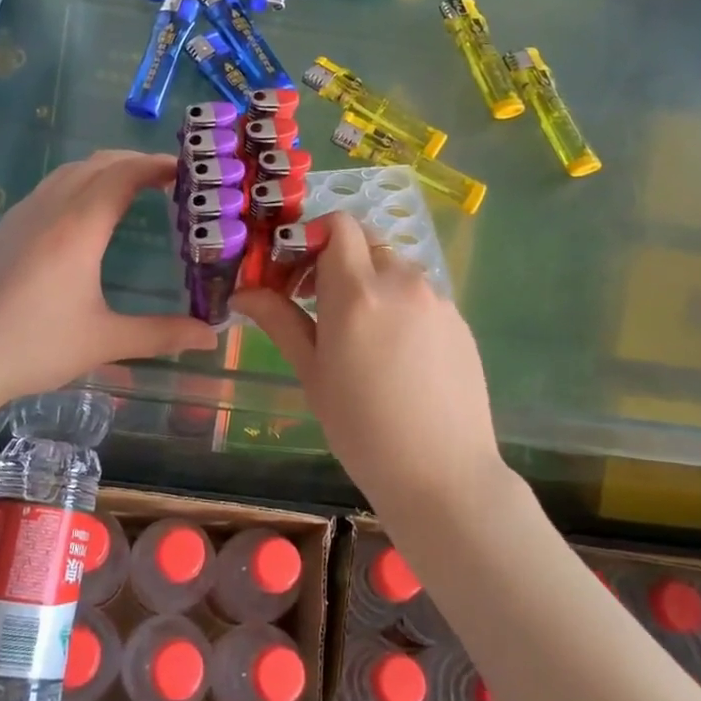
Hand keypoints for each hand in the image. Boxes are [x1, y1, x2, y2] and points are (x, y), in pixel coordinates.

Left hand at [0, 151, 216, 405]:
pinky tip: (82, 216)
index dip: (155, 165)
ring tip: (130, 189)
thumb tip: (213, 336)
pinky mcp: (3, 230)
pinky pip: (47, 189)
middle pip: (96, 164)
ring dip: (103, 170)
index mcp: (78, 228)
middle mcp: (49, 209)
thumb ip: (162, 334)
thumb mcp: (105, 342)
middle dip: (134, 162)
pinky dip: (77, 185)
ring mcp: (20, 216)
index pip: (123, 175)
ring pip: (68, 172)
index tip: (185, 169)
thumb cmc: (36, 346)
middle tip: (166, 179)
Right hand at [233, 212, 504, 503]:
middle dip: (337, 260)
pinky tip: (395, 352)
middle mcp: (401, 281)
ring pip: (394, 268)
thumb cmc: (361, 429)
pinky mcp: (459, 319)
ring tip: (359, 332)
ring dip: (369, 282)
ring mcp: (437, 299)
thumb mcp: (312, 373)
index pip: (338, 225)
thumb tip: (242, 292)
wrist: (442, 474)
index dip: (312, 237)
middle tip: (318, 302)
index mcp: (357, 291)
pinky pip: (421, 294)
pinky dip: (399, 304)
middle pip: (365, 242)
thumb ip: (279, 321)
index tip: (296, 274)